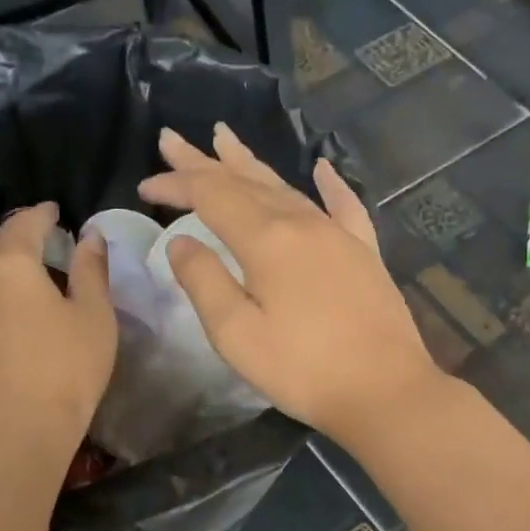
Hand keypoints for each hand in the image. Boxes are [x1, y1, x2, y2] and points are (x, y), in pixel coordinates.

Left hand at [0, 202, 115, 452]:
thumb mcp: (94, 317)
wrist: (16, 431)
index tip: (54, 212)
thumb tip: (89, 235)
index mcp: (12, 264)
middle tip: (30, 240)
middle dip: (8, 234)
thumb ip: (91, 271)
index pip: (24, 223)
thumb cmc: (66, 370)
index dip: (41, 214)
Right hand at [139, 124, 442, 444]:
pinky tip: (323, 168)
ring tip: (225, 139)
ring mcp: (339, 235)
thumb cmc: (302, 370)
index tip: (145, 187)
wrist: (384, 390)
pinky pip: (344, 206)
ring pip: (286, 187)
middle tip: (172, 139)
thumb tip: (181, 242)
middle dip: (204, 162)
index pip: (211, 196)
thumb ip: (204, 282)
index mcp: (267, 241)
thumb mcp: (237, 335)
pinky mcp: (365, 253)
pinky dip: (329, 184)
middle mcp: (303, 223)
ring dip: (251, 164)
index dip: (176, 186)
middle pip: (245, 181)